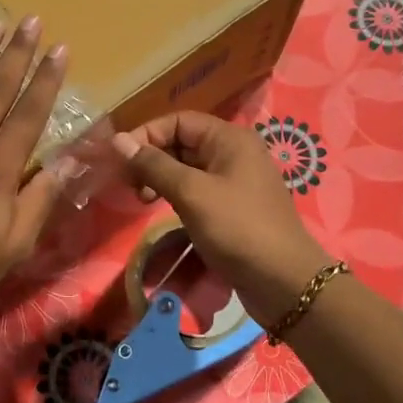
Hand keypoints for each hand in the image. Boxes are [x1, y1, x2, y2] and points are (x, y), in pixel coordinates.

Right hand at [113, 112, 334, 327]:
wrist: (284, 282)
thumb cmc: (237, 229)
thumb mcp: (191, 193)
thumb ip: (154, 165)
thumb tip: (118, 140)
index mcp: (229, 138)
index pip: (178, 120)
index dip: (147, 134)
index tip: (120, 159)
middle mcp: (234, 152)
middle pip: (182, 142)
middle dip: (152, 158)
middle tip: (130, 185)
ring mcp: (235, 180)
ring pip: (188, 167)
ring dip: (162, 178)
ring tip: (143, 200)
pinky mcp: (233, 207)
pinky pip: (198, 189)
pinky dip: (177, 195)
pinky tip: (163, 210)